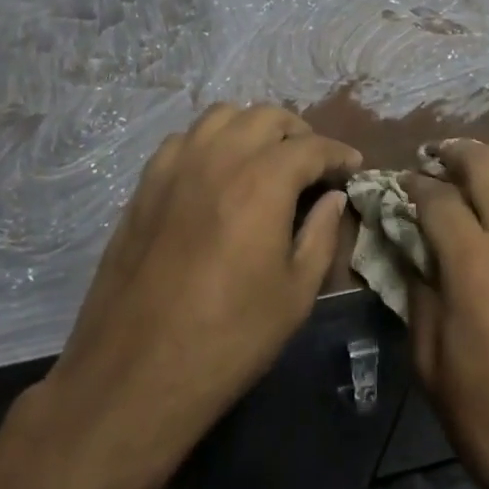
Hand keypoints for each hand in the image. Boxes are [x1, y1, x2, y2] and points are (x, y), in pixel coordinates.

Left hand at [36, 104, 361, 471]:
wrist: (136, 372)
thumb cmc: (228, 338)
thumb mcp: (295, 294)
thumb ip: (321, 234)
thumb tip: (333, 197)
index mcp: (263, 182)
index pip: (311, 146)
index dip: (338, 153)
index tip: (352, 165)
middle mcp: (219, 158)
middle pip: (267, 116)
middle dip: (298, 133)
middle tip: (312, 163)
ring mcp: (176, 166)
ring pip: (222, 116)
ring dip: (253, 127)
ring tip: (265, 157)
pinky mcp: (146, 183)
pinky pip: (185, 138)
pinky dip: (211, 141)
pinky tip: (217, 171)